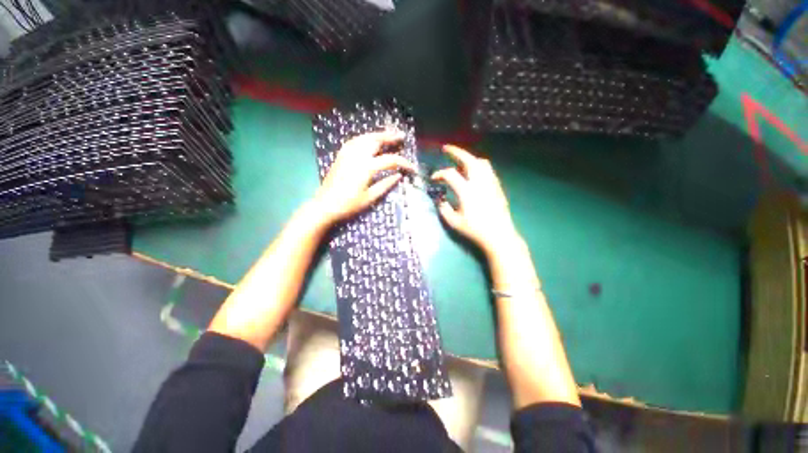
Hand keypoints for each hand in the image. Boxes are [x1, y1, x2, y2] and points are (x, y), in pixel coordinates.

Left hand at [313, 130, 415, 225]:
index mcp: (366, 167)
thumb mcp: (370, 198)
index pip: (390, 160)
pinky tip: (370, 140)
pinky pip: (355, 140)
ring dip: (378, 134)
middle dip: (390, 137)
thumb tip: (399, 175)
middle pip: (377, 140)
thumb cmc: (349, 205)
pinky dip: (366, 137)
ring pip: (365, 137)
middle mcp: (357, 155)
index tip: (412, 168)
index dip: (404, 163)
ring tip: (388, 135)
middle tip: (401, 136)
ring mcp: (347, 153)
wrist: (325, 205)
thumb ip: (385, 184)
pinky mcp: (341, 155)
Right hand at [432, 145, 520, 255]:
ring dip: (469, 157)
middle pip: (468, 160)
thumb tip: (440, 199)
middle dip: (456, 152)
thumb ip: (444, 208)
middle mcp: (479, 182)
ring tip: (460, 160)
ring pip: (480, 162)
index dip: (439, 174)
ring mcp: (490, 183)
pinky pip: (487, 169)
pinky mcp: (497, 187)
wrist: (499, 236)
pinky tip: (473, 172)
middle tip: (446, 148)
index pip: (450, 174)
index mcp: (467, 191)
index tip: (433, 178)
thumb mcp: (454, 222)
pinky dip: (478, 165)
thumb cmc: (475, 230)